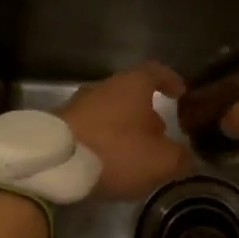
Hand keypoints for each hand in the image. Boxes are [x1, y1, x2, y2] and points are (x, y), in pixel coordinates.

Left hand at [59, 63, 189, 199]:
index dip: (170, 80)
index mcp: (131, 85)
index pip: (155, 71)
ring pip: (108, 113)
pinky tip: (106, 164)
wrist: (52, 165)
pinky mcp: (57, 127)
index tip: (180, 93)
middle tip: (159, 137)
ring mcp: (76, 106)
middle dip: (146, 114)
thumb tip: (186, 158)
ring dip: (122, 130)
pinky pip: (89, 130)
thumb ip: (179, 158)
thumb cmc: (114, 152)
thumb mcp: (160, 161)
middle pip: (130, 94)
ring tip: (133, 156)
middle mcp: (102, 88)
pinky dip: (102, 142)